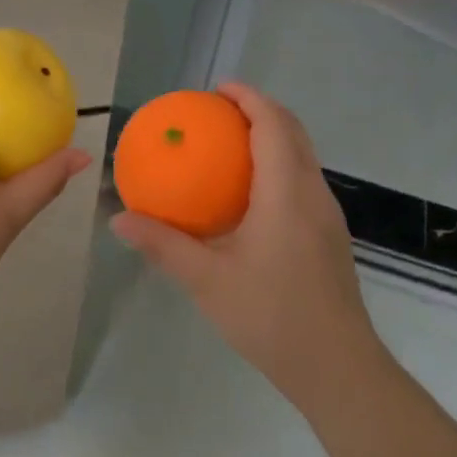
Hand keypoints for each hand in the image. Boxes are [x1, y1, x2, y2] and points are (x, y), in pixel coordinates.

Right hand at [109, 82, 379, 400]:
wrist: (337, 367)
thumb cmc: (272, 317)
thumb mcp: (207, 281)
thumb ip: (163, 245)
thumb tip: (119, 219)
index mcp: (287, 194)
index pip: (273, 126)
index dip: (249, 98)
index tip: (218, 89)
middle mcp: (313, 194)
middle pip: (293, 132)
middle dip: (260, 111)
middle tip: (219, 111)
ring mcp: (327, 216)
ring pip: (302, 156)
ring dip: (272, 137)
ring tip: (230, 145)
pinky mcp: (329, 236)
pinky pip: (303, 181)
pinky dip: (278, 165)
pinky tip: (248, 196)